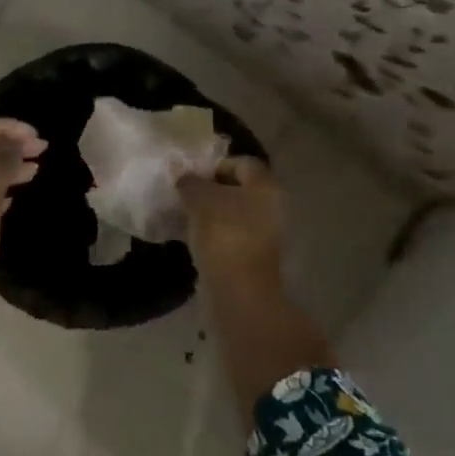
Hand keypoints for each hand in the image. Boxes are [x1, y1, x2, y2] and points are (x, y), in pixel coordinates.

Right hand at [178, 157, 286, 294]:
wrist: (239, 292)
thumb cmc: (223, 233)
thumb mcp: (198, 199)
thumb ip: (189, 181)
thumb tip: (182, 173)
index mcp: (265, 186)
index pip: (241, 163)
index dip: (215, 165)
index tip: (191, 176)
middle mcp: (272, 207)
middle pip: (239, 189)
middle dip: (212, 190)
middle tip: (185, 195)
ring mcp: (267, 236)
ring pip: (235, 215)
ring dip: (211, 214)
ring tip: (185, 218)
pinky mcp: (255, 260)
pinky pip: (232, 237)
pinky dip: (214, 236)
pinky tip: (194, 239)